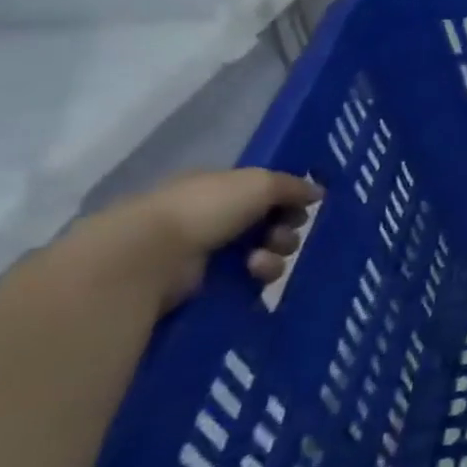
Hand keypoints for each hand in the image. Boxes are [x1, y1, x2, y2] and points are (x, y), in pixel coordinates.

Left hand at [92, 169, 321, 312]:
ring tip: (262, 261)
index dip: (286, 199)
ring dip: (273, 255)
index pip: (262, 191)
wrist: (149, 257)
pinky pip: (245, 278)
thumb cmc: (204, 209)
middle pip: (267, 223)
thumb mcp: (259, 183)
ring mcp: (203, 251)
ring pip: (261, 252)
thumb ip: (292, 185)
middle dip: (284, 231)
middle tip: (282, 237)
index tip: (301, 209)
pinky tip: (252, 273)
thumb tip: (317, 192)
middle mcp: (209, 216)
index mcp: (217, 186)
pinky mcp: (201, 283)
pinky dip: (256, 275)